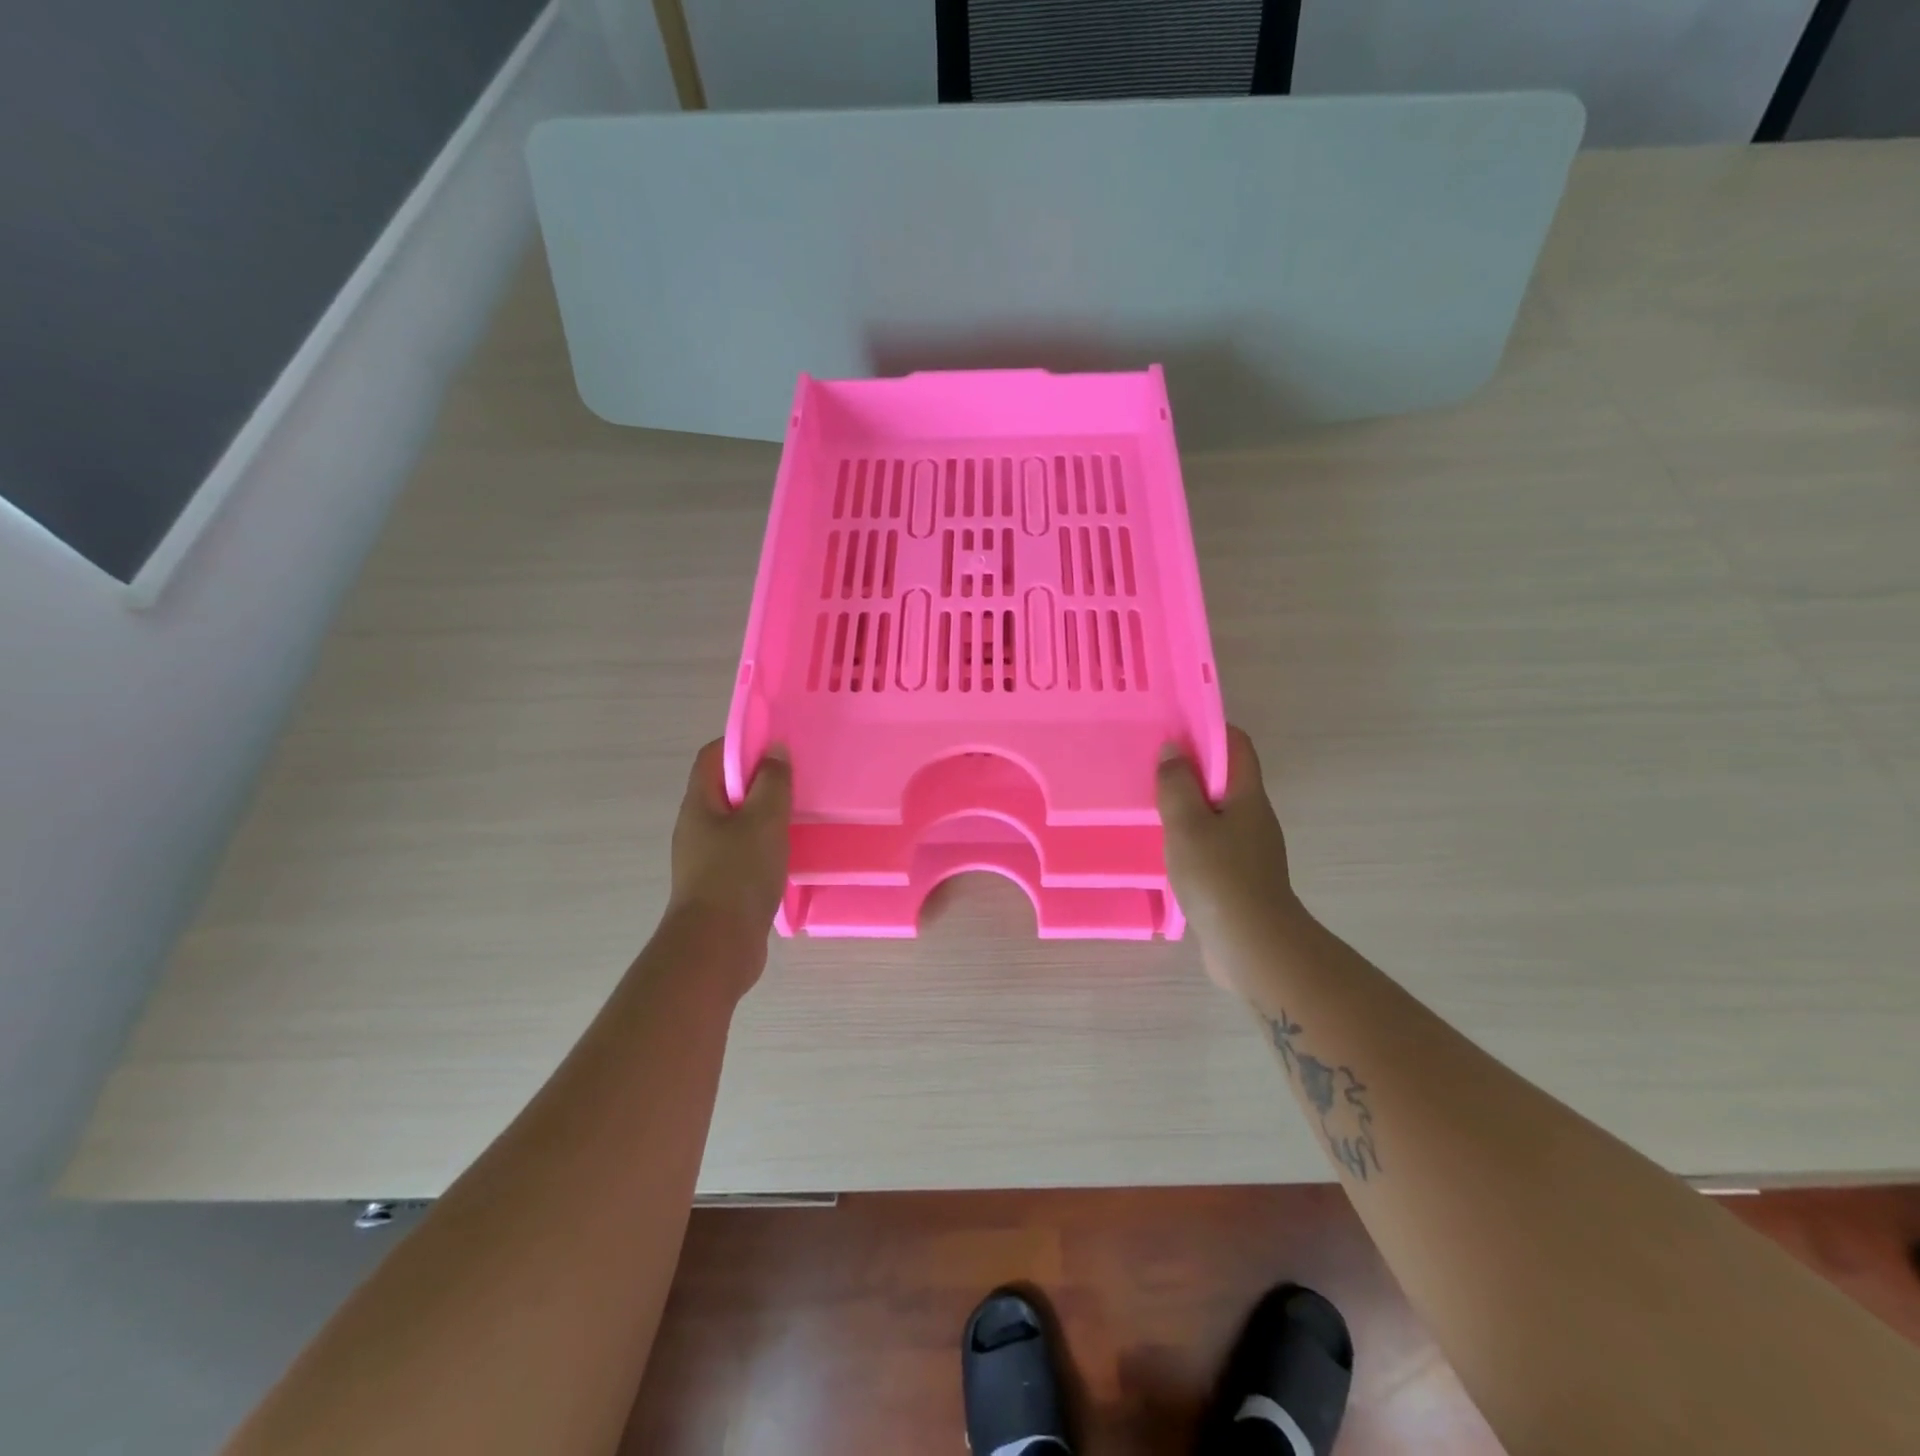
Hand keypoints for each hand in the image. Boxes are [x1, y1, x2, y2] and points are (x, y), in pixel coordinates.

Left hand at [668, 739, 791, 941]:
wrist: (717, 948)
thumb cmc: (738, 874)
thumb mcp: (764, 820)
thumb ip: (773, 782)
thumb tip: (774, 750)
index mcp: (700, 804)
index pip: (713, 756)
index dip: (742, 742)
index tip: (777, 744)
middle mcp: (697, 826)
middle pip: (726, 788)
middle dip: (760, 779)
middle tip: (796, 779)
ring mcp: (706, 857)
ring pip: (738, 822)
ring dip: (765, 814)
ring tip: (799, 814)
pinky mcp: (720, 884)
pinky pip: (744, 851)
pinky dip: (766, 845)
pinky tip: (790, 853)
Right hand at [1158, 726, 1302, 991]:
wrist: (1253, 947)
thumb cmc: (1219, 877)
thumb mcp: (1188, 824)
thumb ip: (1177, 784)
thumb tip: (1172, 749)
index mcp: (1248, 796)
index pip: (1236, 746)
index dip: (1209, 729)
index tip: (1173, 728)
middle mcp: (1254, 817)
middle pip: (1226, 777)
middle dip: (1192, 766)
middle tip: (1152, 765)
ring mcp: (1249, 849)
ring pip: (1217, 811)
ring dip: (1188, 803)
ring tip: (1151, 802)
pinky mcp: (1239, 877)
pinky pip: (1213, 841)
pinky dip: (1190, 834)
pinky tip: (1166, 846)